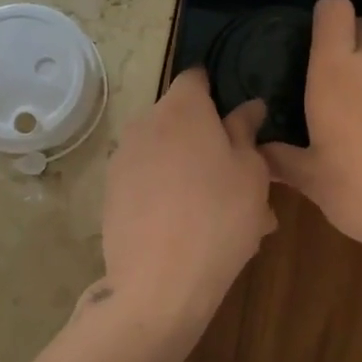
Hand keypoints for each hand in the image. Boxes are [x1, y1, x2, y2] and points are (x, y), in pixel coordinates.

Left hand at [99, 68, 274, 341]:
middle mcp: (145, 124)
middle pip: (180, 120)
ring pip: (166, 155)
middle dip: (208, 139)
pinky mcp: (111, 194)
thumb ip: (246, 132)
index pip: (196, 78)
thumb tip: (247, 107)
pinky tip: (193, 230)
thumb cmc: (219, 217)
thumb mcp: (251, 172)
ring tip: (223, 213)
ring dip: (191, 171)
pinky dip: (169, 194)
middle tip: (240, 178)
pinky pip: (148, 182)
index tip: (238, 120)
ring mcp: (123, 160)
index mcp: (182, 109)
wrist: (158, 283)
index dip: (217, 92)